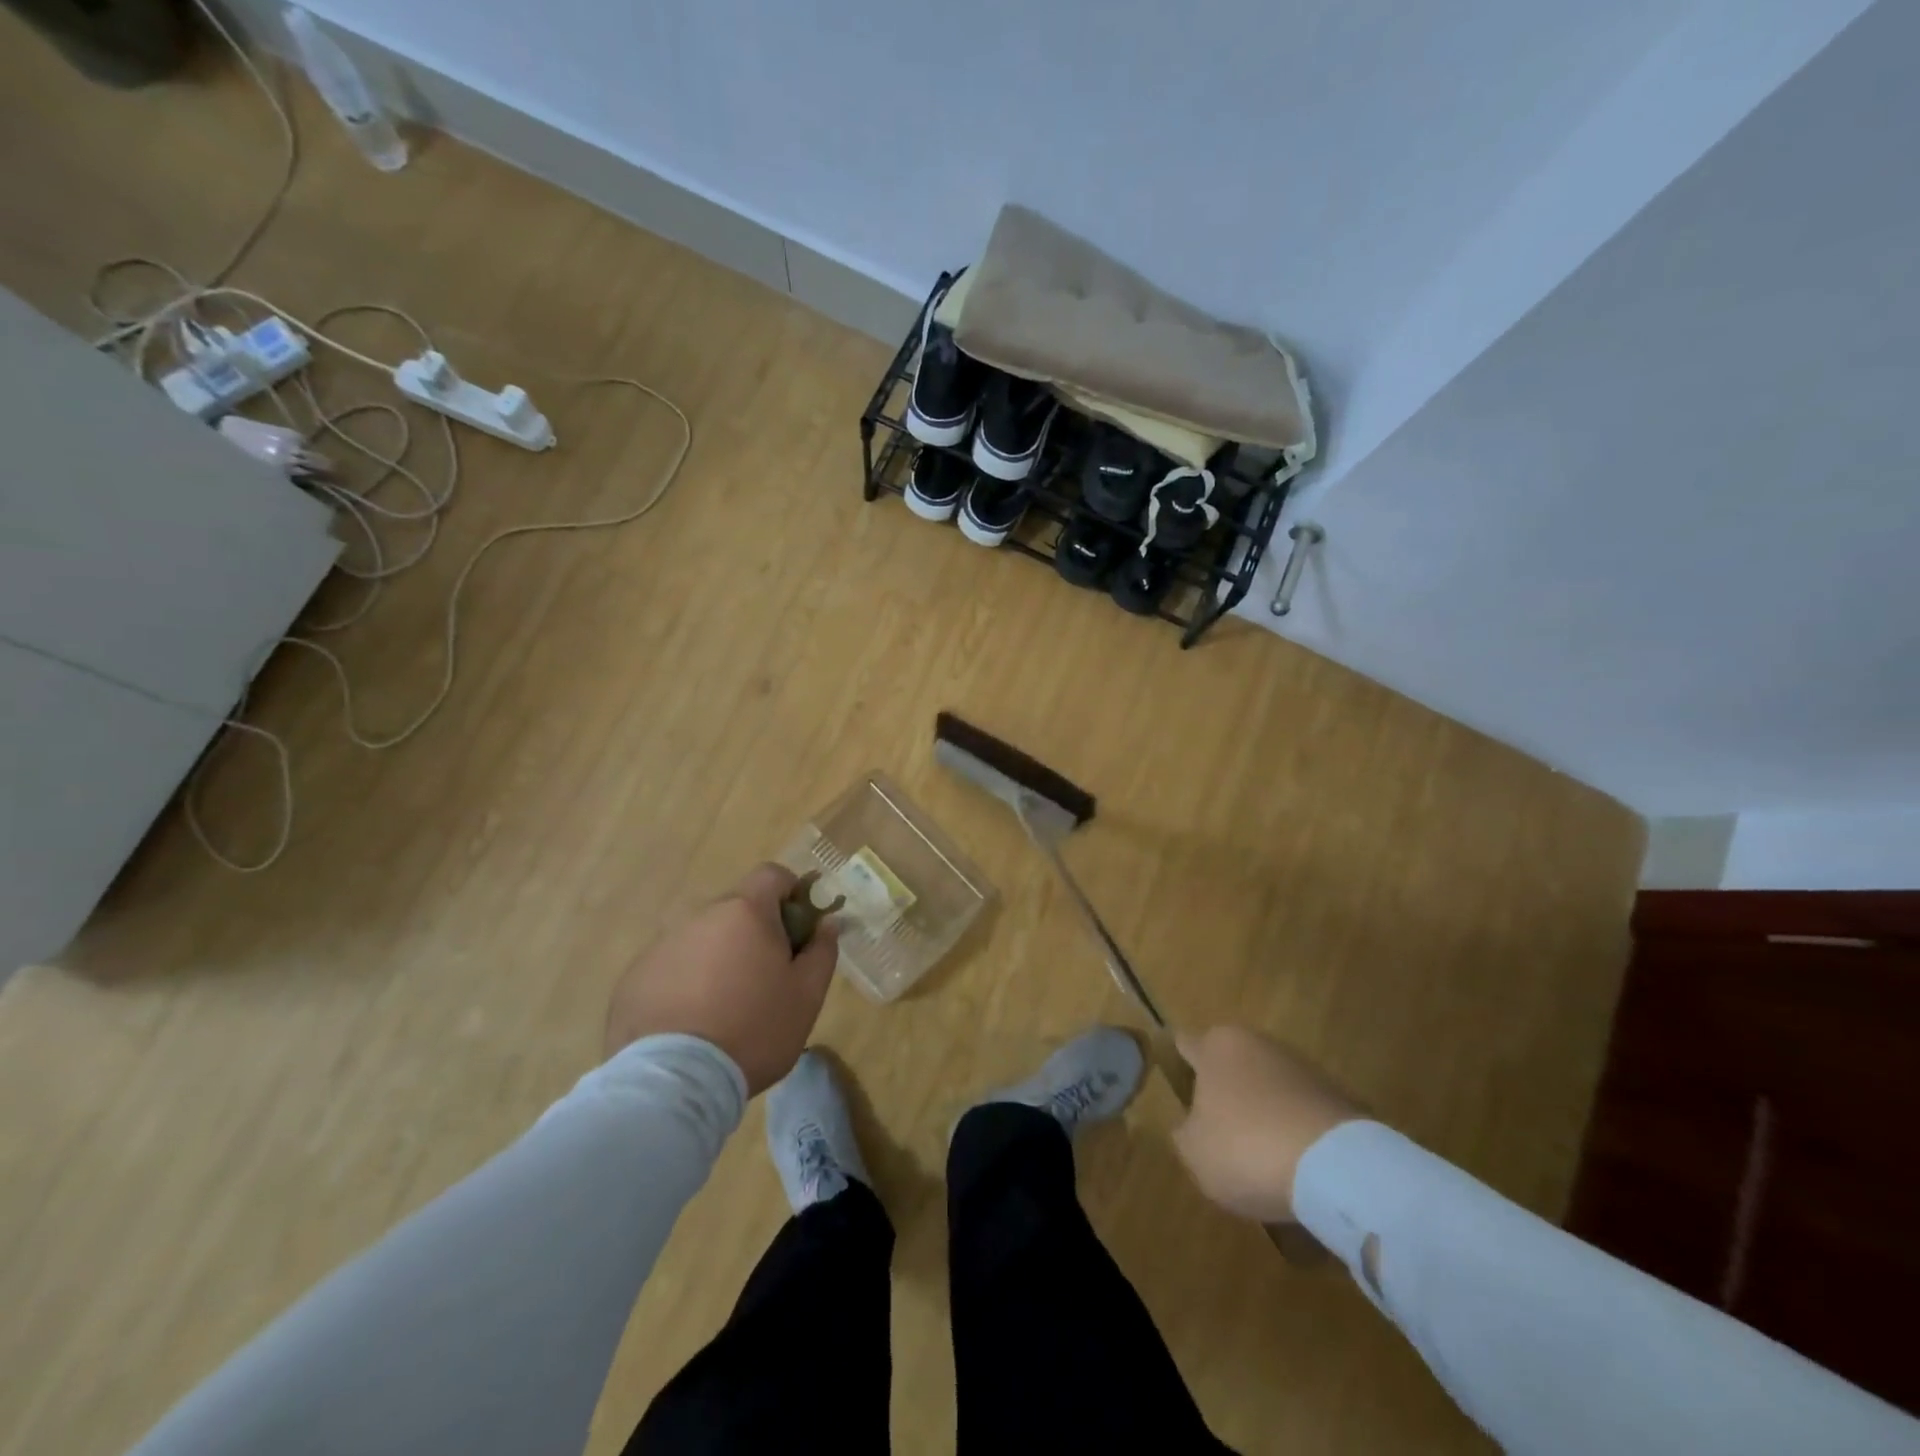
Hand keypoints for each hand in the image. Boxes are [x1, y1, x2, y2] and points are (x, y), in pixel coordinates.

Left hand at [605, 863, 838, 1094]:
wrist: (673, 1082)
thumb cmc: (754, 1030)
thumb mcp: (807, 995)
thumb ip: (822, 951)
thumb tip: (826, 923)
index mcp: (745, 912)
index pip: (772, 875)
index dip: (791, 893)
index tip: (798, 930)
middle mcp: (700, 916)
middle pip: (737, 909)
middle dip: (755, 932)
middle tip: (767, 979)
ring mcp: (662, 946)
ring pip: (703, 939)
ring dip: (719, 958)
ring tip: (725, 1009)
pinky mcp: (634, 978)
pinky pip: (672, 967)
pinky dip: (686, 983)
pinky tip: (691, 1024)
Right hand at [1172, 1026, 1360, 1223]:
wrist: (1335, 1166)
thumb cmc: (1246, 1147)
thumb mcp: (1194, 1151)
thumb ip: (1184, 1132)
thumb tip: (1192, 1125)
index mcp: (1216, 1046)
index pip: (1186, 1044)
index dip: (1177, 1063)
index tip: (1175, 1083)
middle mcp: (1257, 1043)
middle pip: (1230, 1063)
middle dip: (1224, 1089)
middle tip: (1217, 1128)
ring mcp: (1301, 1066)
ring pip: (1268, 1086)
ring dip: (1262, 1110)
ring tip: (1260, 1154)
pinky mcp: (1336, 1095)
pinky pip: (1301, 1110)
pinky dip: (1294, 1130)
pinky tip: (1294, 1164)